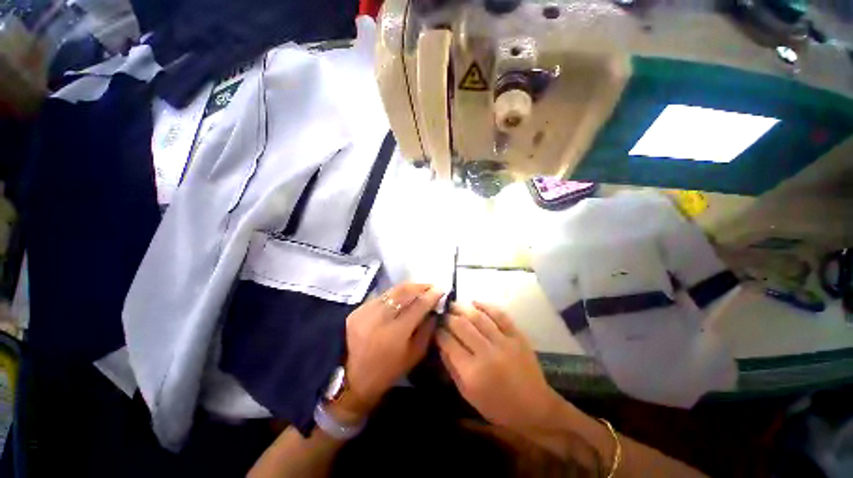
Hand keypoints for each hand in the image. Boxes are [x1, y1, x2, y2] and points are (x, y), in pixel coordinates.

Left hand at [342, 283, 442, 417]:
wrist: (352, 378)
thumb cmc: (388, 370)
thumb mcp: (414, 355)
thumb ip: (427, 331)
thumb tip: (434, 310)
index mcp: (395, 333)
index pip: (418, 306)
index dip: (431, 296)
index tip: (441, 289)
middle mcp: (379, 318)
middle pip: (403, 292)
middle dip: (420, 286)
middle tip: (431, 286)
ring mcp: (366, 311)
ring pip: (392, 291)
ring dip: (408, 288)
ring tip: (419, 288)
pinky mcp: (358, 309)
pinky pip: (382, 296)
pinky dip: (394, 294)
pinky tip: (402, 297)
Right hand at [437, 302, 563, 430]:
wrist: (534, 408)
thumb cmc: (497, 406)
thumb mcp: (467, 394)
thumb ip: (451, 367)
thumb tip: (441, 343)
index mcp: (472, 372)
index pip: (449, 342)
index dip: (439, 332)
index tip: (435, 327)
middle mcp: (487, 353)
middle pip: (461, 326)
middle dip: (448, 317)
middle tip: (443, 313)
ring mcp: (504, 342)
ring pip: (478, 317)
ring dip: (463, 308)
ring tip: (453, 304)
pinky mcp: (517, 336)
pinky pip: (500, 315)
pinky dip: (486, 305)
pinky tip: (475, 302)